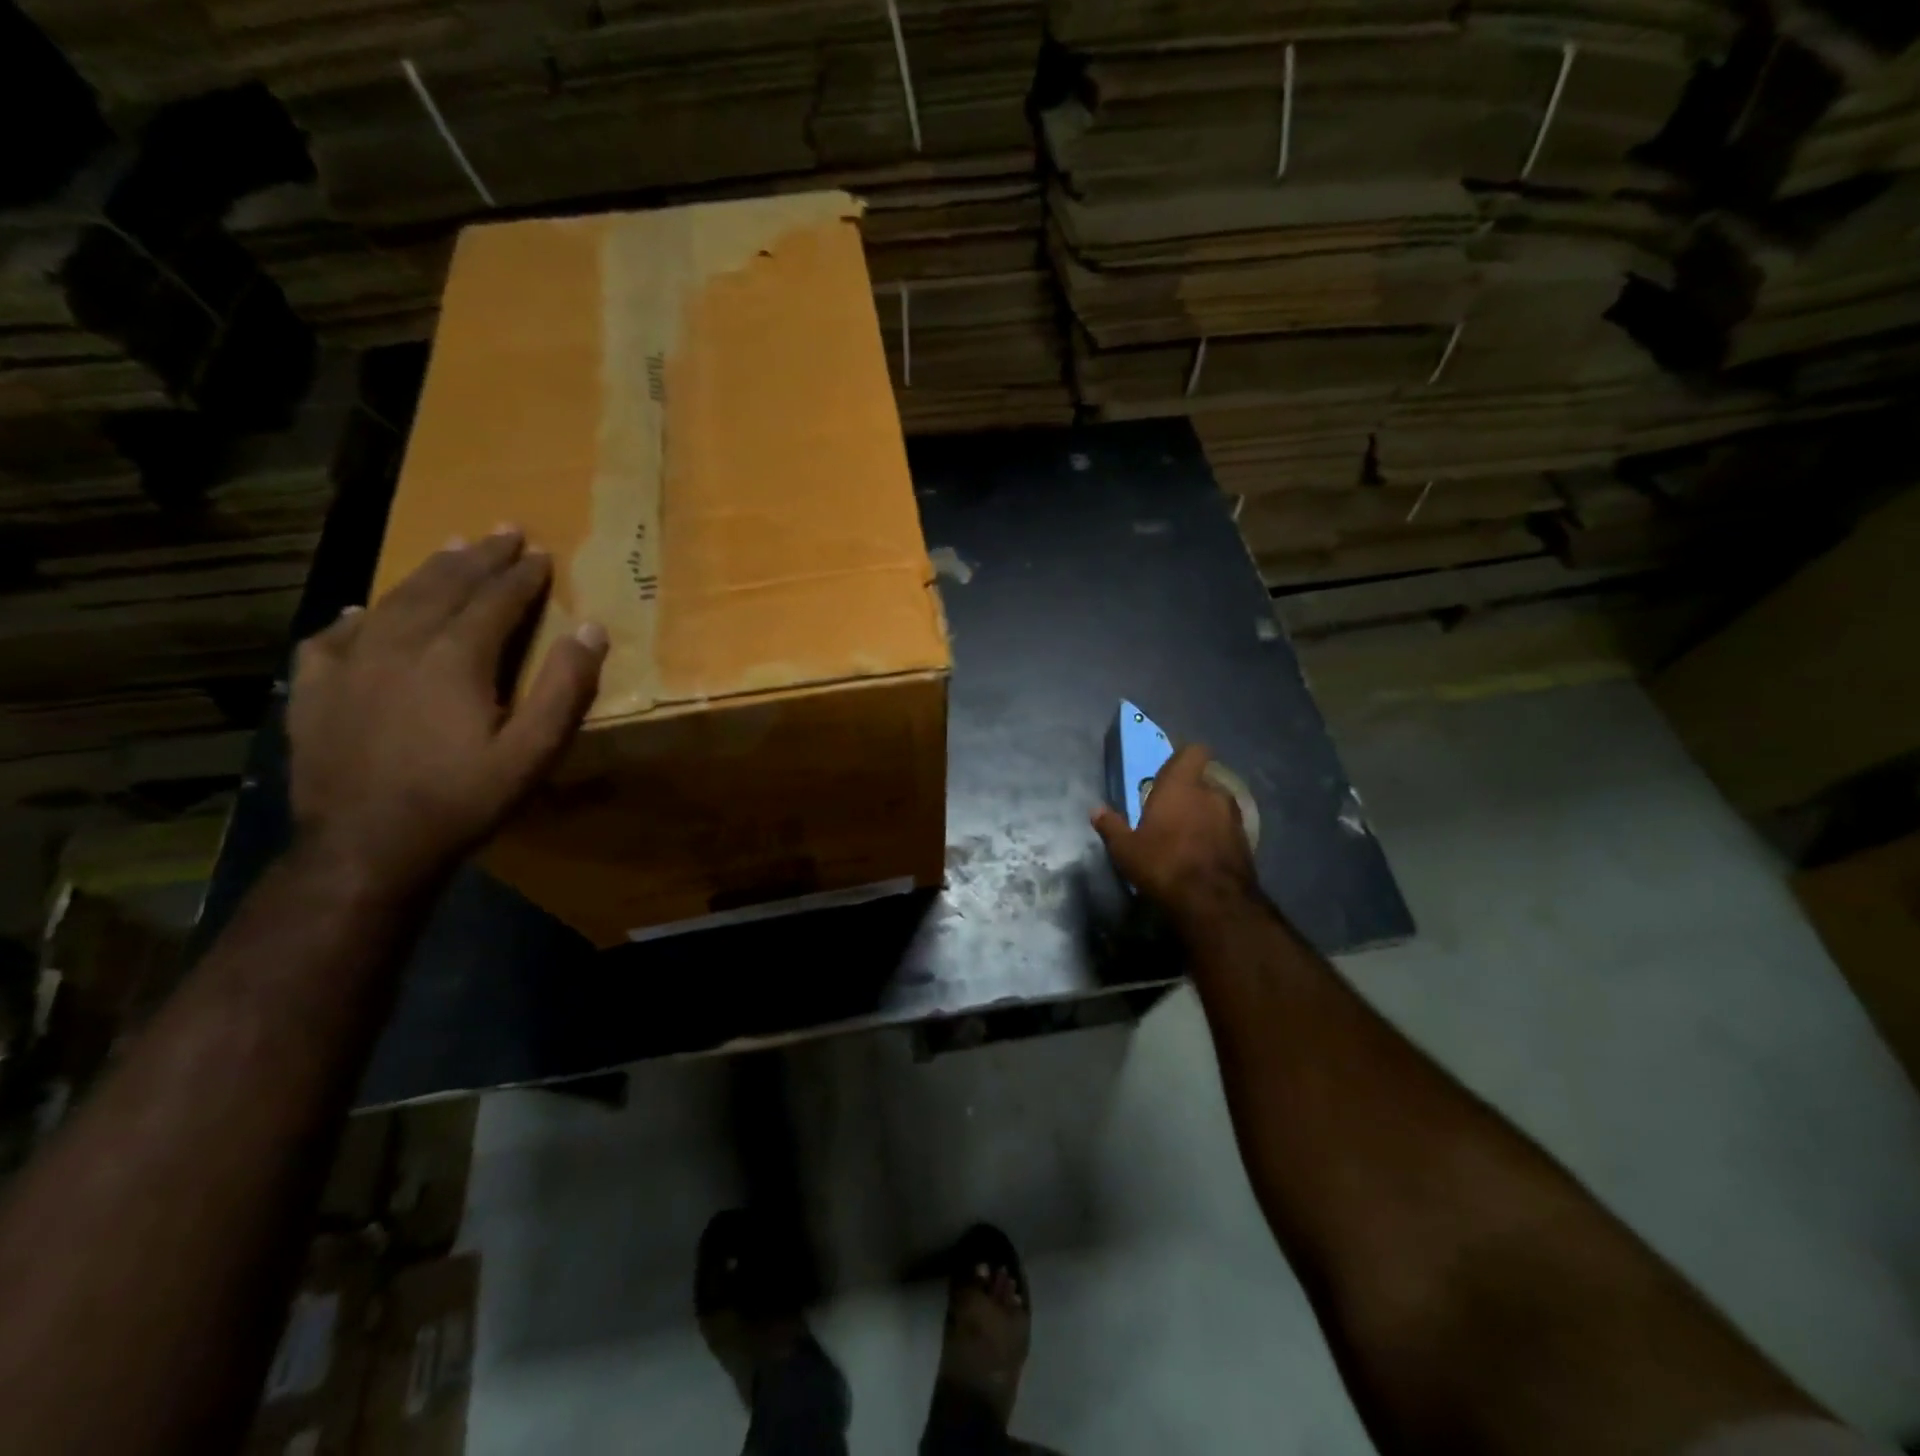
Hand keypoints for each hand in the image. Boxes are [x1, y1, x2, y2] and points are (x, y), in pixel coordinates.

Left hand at [286, 528, 607, 894]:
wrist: (366, 847)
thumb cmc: (462, 800)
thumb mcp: (533, 752)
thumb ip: (564, 688)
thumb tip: (590, 629)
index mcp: (456, 659)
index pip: (496, 601)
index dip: (522, 576)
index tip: (542, 554)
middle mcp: (401, 646)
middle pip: (444, 588)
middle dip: (479, 559)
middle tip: (503, 532)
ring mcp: (351, 665)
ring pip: (393, 601)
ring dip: (428, 572)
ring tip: (451, 549)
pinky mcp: (317, 690)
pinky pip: (335, 636)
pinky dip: (358, 616)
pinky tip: (363, 610)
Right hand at [1091, 744, 1256, 921]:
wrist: (1215, 903)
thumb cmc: (1164, 864)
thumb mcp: (1126, 850)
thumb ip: (1112, 827)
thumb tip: (1096, 811)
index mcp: (1181, 785)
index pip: (1193, 752)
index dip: (1184, 759)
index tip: (1170, 773)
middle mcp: (1212, 793)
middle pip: (1202, 781)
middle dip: (1189, 794)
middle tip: (1170, 814)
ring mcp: (1234, 817)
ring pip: (1217, 806)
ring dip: (1205, 816)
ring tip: (1187, 838)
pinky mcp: (1247, 842)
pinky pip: (1227, 829)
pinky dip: (1217, 836)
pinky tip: (1203, 857)